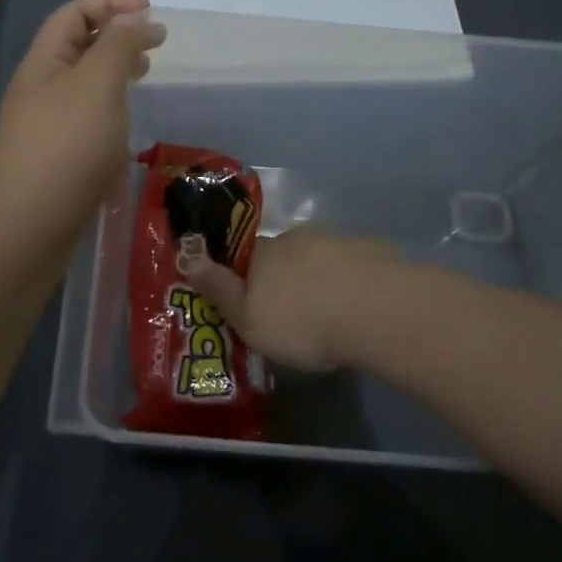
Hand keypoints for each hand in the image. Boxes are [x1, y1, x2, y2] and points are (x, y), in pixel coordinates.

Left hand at [0, 0, 165, 240]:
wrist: (29, 224)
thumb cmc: (67, 145)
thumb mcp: (98, 83)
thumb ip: (119, 45)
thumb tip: (136, 20)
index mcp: (44, 63)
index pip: (74, 14)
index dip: (111, 4)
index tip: (151, 13)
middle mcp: (41, 90)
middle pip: (78, 49)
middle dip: (116, 39)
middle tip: (152, 50)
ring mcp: (46, 128)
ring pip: (84, 89)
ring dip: (115, 79)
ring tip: (143, 84)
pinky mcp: (56, 161)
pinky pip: (86, 126)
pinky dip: (110, 119)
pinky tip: (127, 138)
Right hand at [181, 229, 403, 370]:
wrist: (374, 310)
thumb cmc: (301, 322)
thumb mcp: (249, 319)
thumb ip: (219, 290)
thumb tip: (187, 257)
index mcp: (264, 255)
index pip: (246, 257)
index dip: (247, 277)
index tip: (254, 302)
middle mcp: (296, 239)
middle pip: (284, 257)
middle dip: (286, 279)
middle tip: (295, 315)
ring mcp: (336, 241)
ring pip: (319, 259)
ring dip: (320, 279)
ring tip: (330, 315)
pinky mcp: (371, 251)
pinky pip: (352, 266)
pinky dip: (350, 282)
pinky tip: (359, 309)